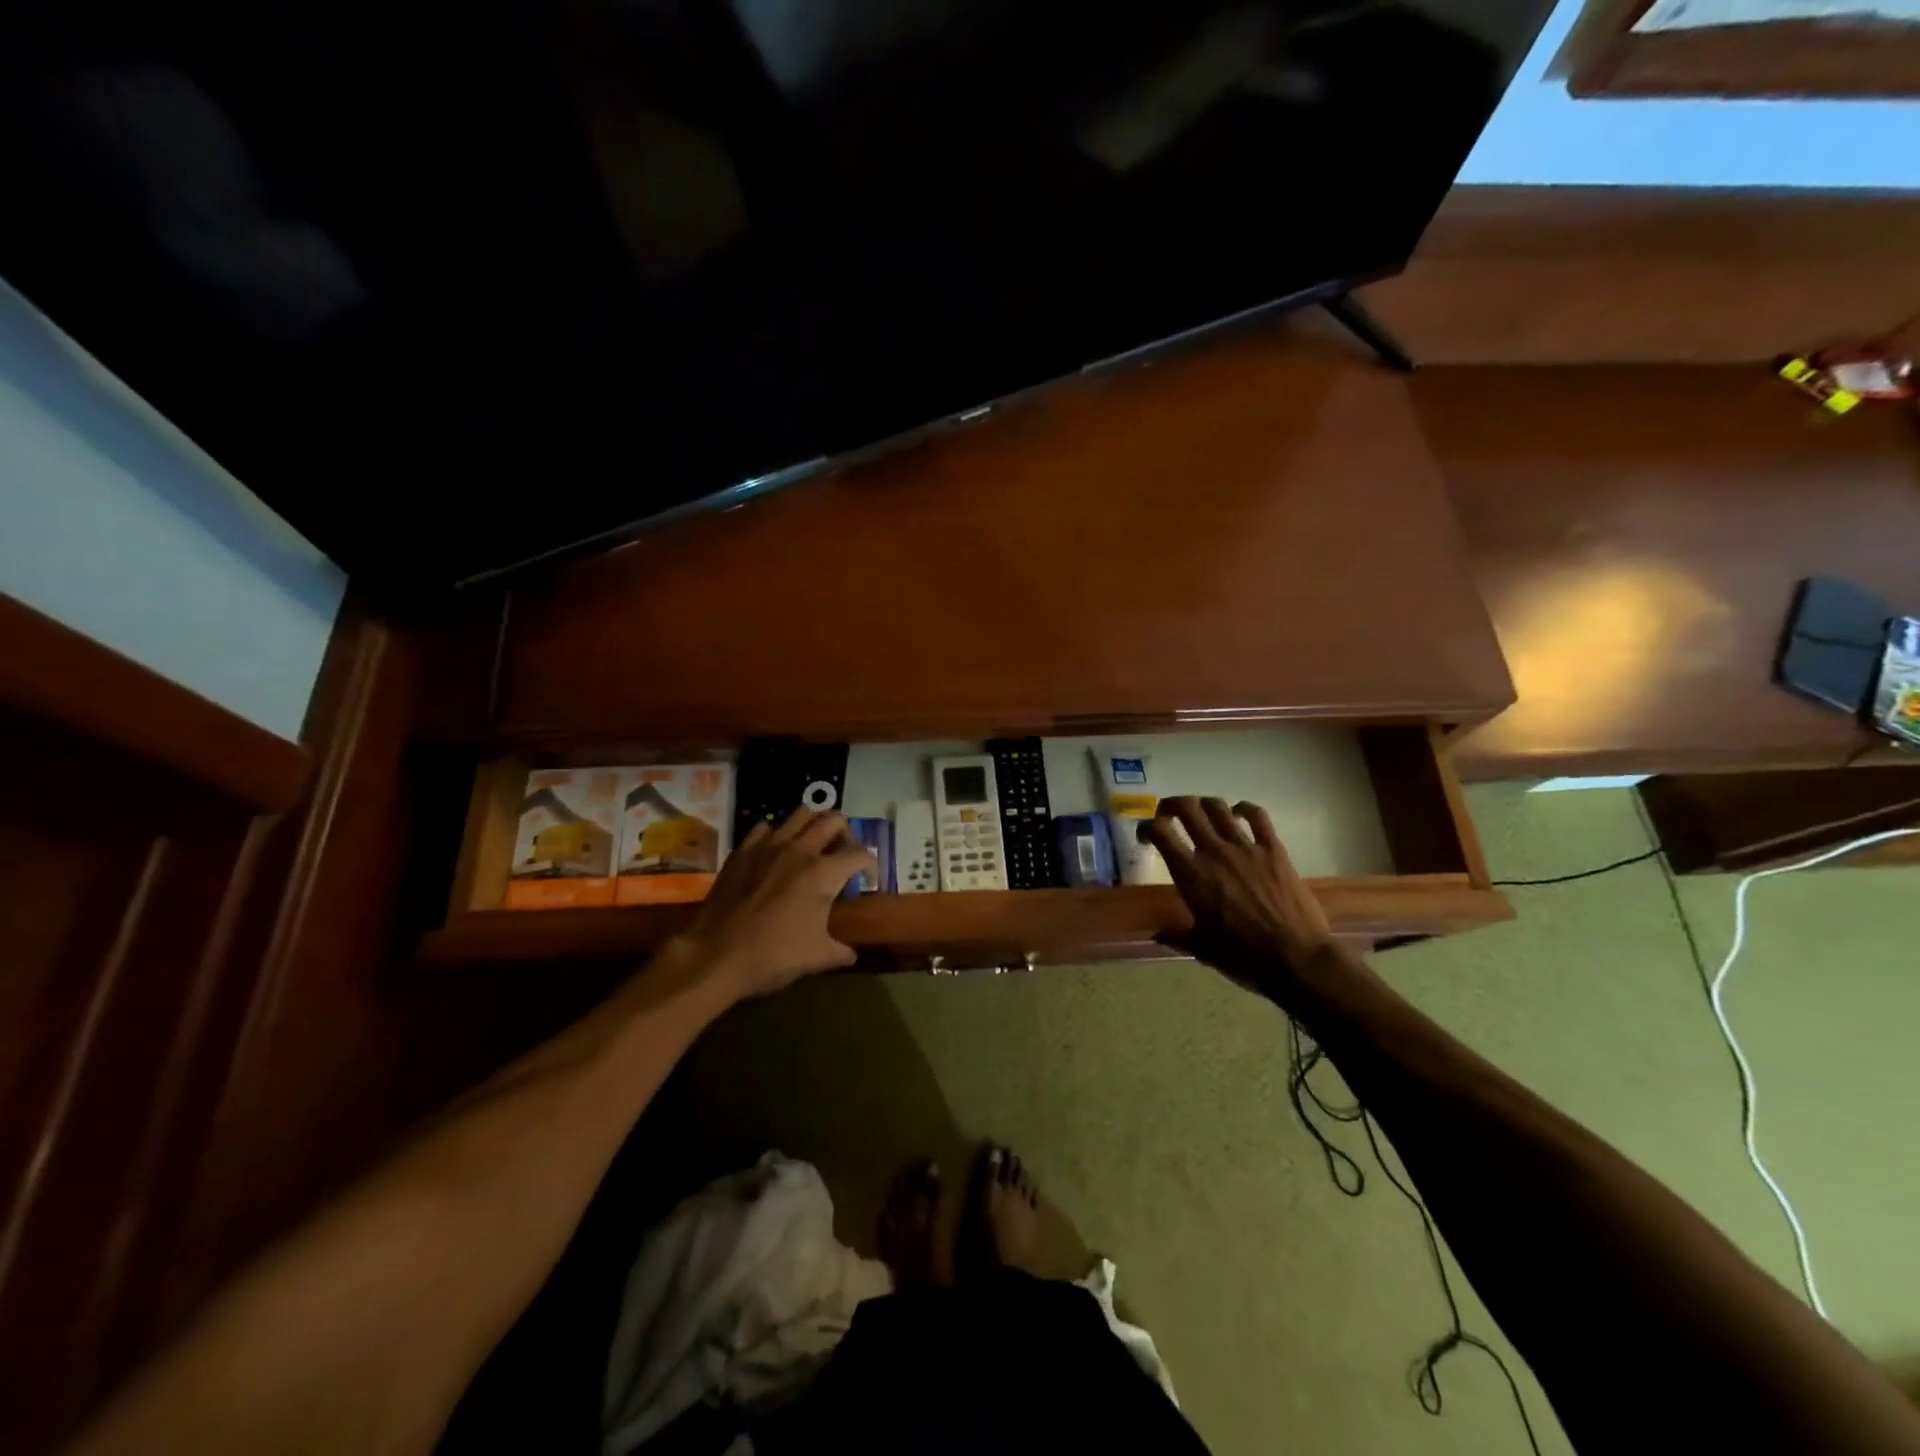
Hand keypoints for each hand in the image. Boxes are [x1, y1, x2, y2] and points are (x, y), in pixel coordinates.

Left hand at [667, 807, 875, 1001]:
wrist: (716, 955)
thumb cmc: (773, 956)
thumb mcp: (817, 958)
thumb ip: (840, 951)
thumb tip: (851, 954)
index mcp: (824, 873)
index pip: (860, 854)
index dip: (869, 864)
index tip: (866, 877)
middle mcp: (801, 850)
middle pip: (833, 820)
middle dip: (844, 833)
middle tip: (841, 853)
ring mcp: (769, 846)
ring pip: (800, 814)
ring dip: (812, 826)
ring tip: (811, 846)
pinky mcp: (743, 850)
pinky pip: (765, 828)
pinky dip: (776, 836)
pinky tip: (774, 854)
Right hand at [1145, 797, 1336, 998]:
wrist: (1297, 959)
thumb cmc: (1244, 957)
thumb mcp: (1202, 949)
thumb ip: (1177, 935)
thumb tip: (1157, 934)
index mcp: (1191, 875)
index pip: (1160, 832)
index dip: (1147, 827)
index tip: (1146, 836)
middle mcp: (1214, 852)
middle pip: (1187, 809)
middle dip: (1171, 805)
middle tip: (1168, 815)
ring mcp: (1246, 847)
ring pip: (1218, 807)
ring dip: (1203, 804)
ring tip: (1200, 812)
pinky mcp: (1274, 850)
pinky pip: (1258, 816)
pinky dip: (1245, 809)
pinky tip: (1239, 813)